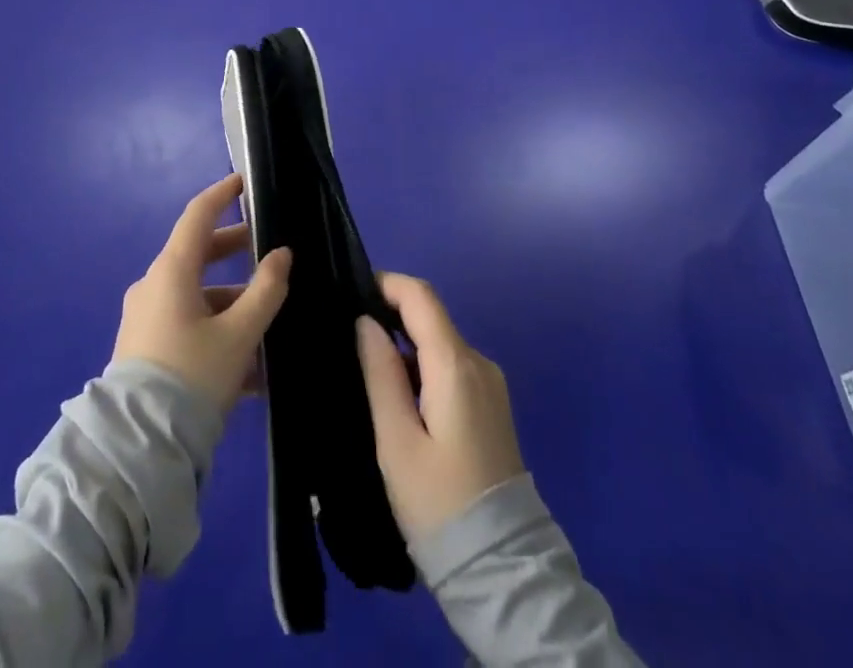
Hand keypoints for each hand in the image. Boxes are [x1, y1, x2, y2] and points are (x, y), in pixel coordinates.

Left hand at [112, 174, 291, 412]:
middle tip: (268, 251)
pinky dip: (217, 332)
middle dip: (235, 251)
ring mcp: (147, 318)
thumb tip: (282, 254)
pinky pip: (188, 326)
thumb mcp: (239, 334)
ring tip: (270, 325)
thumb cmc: (192, 376)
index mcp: (172, 270)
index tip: (244, 182)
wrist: (138, 447)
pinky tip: (250, 368)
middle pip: (198, 255)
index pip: (198, 215)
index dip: (222, 194)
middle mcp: (155, 286)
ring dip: (232, 303)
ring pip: (197, 296)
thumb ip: (266, 290)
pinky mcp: (145, 349)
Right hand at [356, 272, 524, 542]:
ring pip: (440, 341)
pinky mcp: (492, 404)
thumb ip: (380, 373)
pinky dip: (423, 365)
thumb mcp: (396, 441)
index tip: (351, 293)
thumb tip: (365, 321)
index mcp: (456, 365)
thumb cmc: (439, 503)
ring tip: (368, 368)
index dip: (386, 284)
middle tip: (350, 337)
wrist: (502, 569)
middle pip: (431, 316)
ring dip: (405, 344)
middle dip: (391, 315)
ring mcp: (490, 383)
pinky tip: (400, 394)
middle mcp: (479, 362)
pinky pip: (452, 365)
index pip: (421, 296)